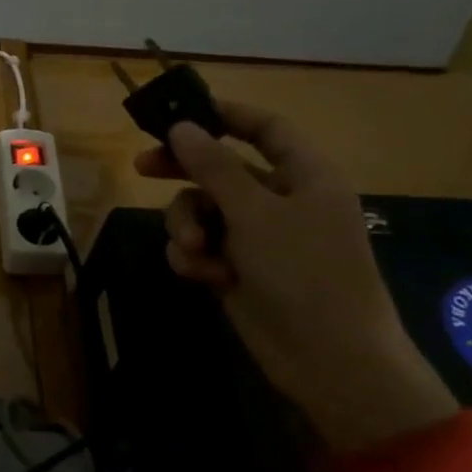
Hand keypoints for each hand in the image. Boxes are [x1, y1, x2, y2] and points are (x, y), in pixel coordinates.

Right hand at [134, 102, 457, 452]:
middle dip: (184, 171)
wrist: (330, 360)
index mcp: (304, 176)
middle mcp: (281, 201)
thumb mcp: (255, 212)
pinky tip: (206, 276)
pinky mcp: (239, 269)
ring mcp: (259, 237)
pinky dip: (197, 258)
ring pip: (203, 211)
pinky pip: (203, 247)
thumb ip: (213, 166)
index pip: (265, 128)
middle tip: (141, 166)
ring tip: (194, 250)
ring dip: (188, 226)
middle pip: (222, 169)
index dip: (226, 115)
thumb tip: (182, 126)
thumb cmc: (304, 273)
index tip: (180, 111)